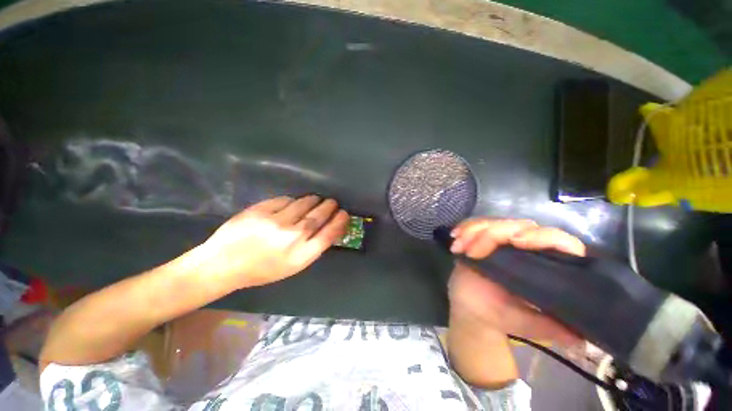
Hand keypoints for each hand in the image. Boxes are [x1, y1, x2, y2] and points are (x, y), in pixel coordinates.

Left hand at [199, 195, 348, 287]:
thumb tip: (328, 227)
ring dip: (313, 200)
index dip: (340, 222)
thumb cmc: (262, 269)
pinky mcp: (261, 210)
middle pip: (319, 216)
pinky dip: (293, 200)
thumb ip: (312, 247)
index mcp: (301, 256)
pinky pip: (285, 200)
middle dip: (329, 207)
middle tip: (332, 202)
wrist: (223, 265)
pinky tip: (293, 203)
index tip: (344, 214)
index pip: (329, 234)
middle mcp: (291, 237)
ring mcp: (275, 222)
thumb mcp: (292, 266)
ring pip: (304, 204)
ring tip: (316, 199)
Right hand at [448, 218, 584, 345]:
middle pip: (518, 224)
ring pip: (493, 222)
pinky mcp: (481, 237)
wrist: (471, 309)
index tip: (515, 242)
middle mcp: (526, 247)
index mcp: (544, 265)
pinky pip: (474, 224)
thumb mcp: (527, 325)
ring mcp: (502, 240)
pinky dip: (464, 228)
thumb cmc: (499, 316)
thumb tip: (582, 336)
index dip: (541, 236)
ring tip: (459, 248)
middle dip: (492, 234)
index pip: (557, 240)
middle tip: (472, 252)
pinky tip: (455, 236)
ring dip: (473, 231)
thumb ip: (551, 327)